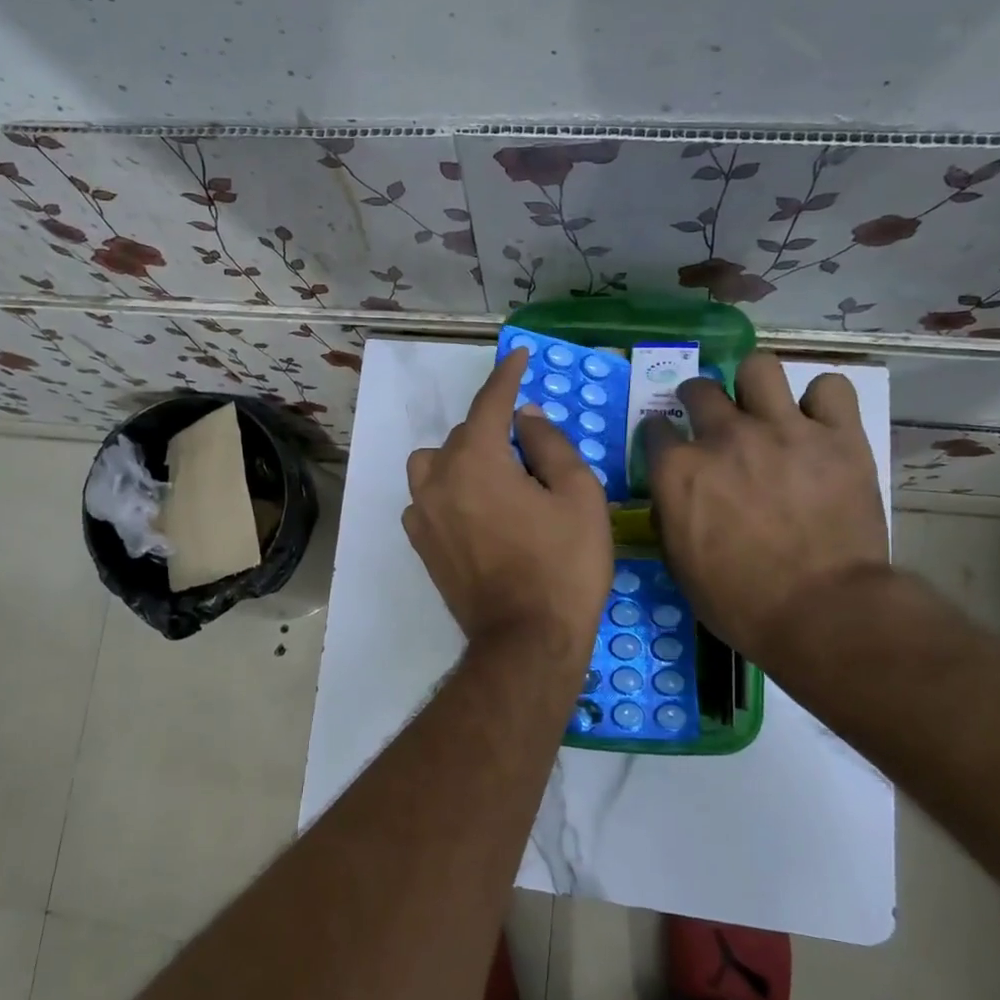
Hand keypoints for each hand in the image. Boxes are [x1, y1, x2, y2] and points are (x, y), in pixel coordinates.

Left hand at [404, 348, 612, 662]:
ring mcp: (422, 514)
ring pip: (435, 465)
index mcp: (476, 460)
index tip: (520, 357)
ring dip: (463, 460)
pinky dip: (448, 493)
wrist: (526, 641)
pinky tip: (475, 513)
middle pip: (464, 435)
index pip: (490, 403)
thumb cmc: (563, 566)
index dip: (508, 376)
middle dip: (495, 432)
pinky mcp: (420, 544)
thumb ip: (549, 445)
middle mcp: (438, 479)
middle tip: (532, 455)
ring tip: (497, 482)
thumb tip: (525, 417)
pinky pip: (427, 500)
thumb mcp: (578, 496)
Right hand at [643, 352, 887, 661]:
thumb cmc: (738, 600)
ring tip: (764, 407)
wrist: (821, 612)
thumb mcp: (678, 562)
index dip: (661, 435)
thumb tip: (672, 492)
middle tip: (713, 420)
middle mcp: (724, 436)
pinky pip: (831, 388)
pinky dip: (823, 401)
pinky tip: (819, 422)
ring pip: (759, 367)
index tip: (670, 445)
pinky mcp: (838, 436)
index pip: (655, 427)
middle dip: (698, 399)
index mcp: (679, 469)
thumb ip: (668, 513)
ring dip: (754, 385)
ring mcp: (783, 430)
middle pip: (700, 388)